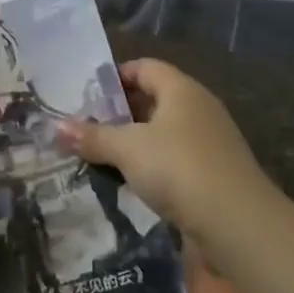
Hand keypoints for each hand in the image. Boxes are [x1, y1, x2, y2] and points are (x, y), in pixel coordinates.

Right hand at [58, 58, 272, 233]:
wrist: (238, 225)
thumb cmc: (178, 168)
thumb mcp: (126, 149)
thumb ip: (92, 137)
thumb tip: (55, 127)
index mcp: (181, 90)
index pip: (144, 67)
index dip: (115, 76)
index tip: (86, 94)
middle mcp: (199, 109)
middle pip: (153, 99)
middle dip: (119, 112)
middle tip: (86, 126)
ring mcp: (210, 143)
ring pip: (162, 133)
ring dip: (133, 142)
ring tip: (100, 155)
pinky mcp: (214, 175)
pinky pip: (174, 160)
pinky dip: (151, 167)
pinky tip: (129, 183)